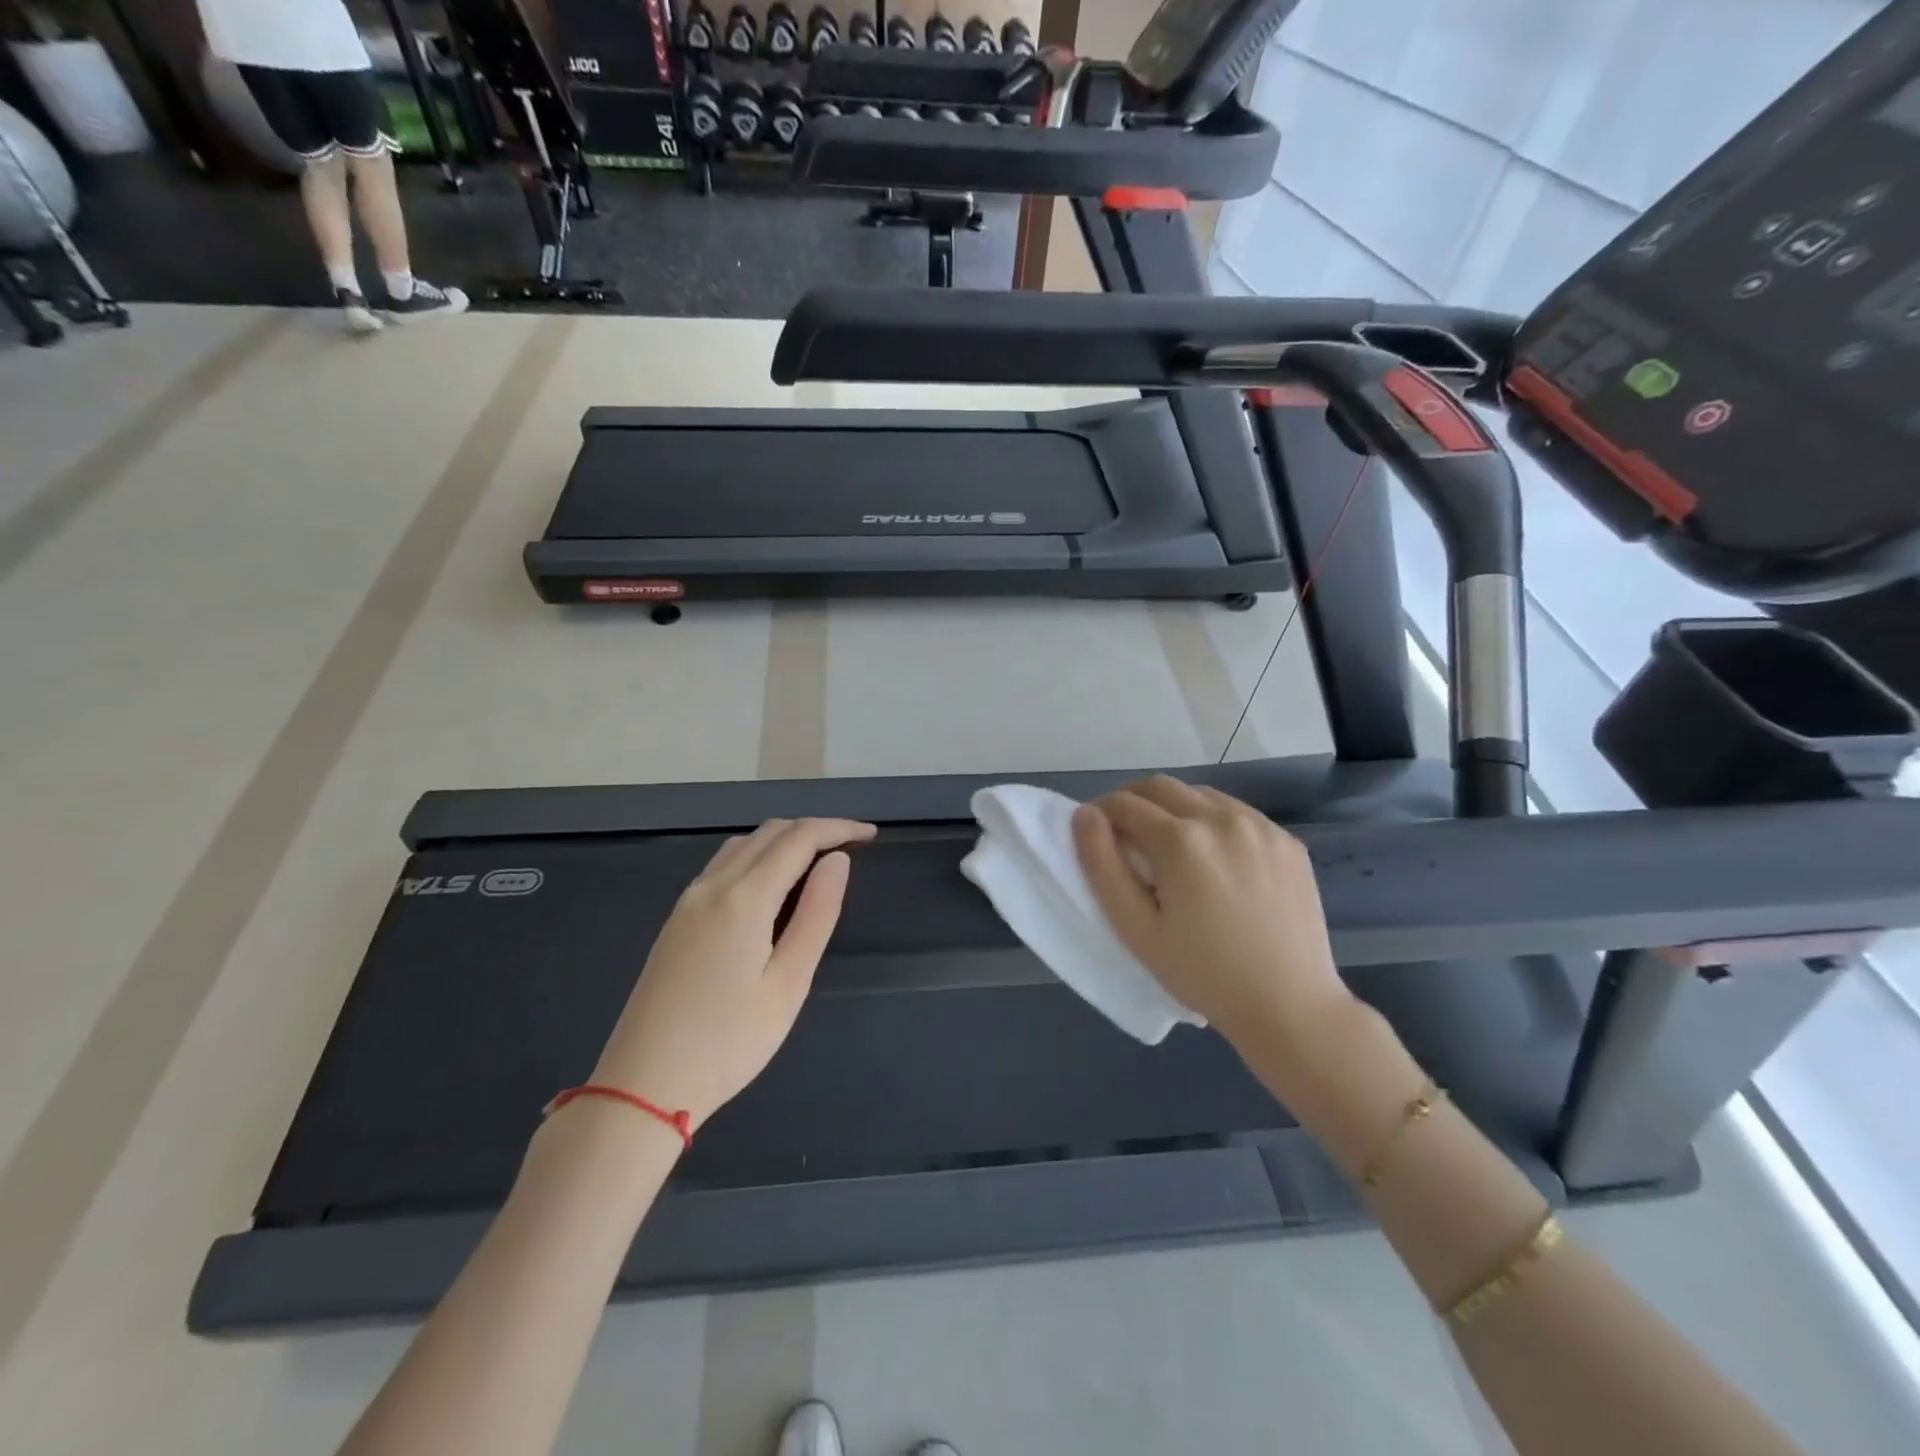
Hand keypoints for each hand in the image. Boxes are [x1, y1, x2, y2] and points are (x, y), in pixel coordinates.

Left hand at [592, 818, 875, 1129]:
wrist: (642, 1085)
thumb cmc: (728, 1042)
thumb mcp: (789, 984)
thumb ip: (817, 915)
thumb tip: (838, 861)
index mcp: (744, 899)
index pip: (799, 839)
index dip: (838, 828)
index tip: (871, 834)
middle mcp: (712, 886)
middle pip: (769, 832)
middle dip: (814, 829)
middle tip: (851, 846)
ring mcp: (688, 900)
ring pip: (743, 844)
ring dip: (784, 839)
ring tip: (818, 861)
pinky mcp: (676, 918)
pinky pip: (723, 864)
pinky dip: (757, 855)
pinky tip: (772, 884)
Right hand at [1073, 777, 1353, 1056]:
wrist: (1289, 1006)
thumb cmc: (1201, 973)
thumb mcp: (1134, 928)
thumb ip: (1101, 864)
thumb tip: (1085, 815)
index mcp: (1180, 840)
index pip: (1123, 803)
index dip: (1100, 814)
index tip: (1096, 835)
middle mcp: (1221, 818)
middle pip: (1160, 787)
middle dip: (1132, 801)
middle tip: (1125, 837)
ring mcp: (1260, 826)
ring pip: (1199, 795)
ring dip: (1173, 808)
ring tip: (1170, 850)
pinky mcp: (1286, 840)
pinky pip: (1236, 813)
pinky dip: (1212, 822)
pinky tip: (1215, 862)